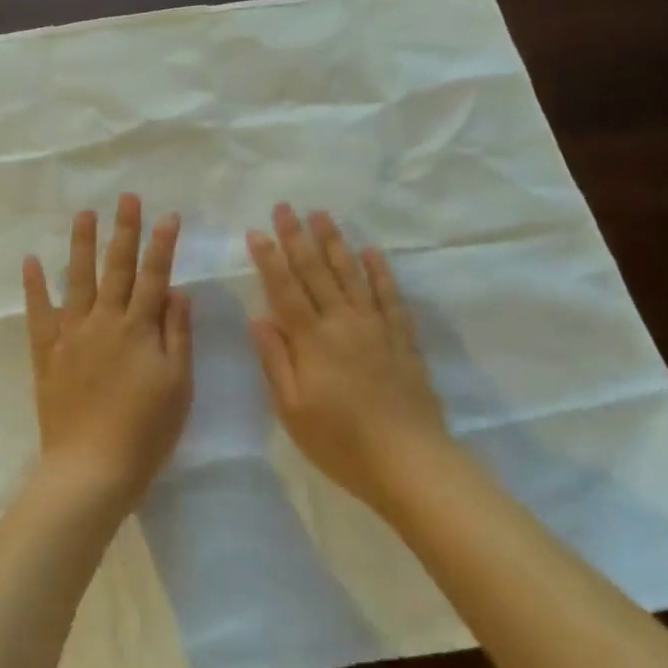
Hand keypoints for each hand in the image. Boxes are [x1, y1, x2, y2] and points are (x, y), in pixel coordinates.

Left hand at [23, 194, 192, 511]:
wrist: (92, 467)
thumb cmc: (146, 430)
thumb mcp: (178, 384)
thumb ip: (177, 333)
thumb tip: (176, 291)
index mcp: (139, 329)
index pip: (154, 276)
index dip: (162, 245)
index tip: (168, 215)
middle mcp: (104, 322)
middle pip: (116, 268)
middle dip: (124, 231)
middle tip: (127, 197)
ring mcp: (72, 335)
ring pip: (77, 280)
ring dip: (82, 245)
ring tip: (85, 214)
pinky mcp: (48, 353)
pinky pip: (39, 313)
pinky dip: (34, 286)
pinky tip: (31, 261)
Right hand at [247, 203, 455, 512]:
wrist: (409, 461)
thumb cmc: (341, 443)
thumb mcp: (292, 410)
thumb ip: (276, 361)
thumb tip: (259, 318)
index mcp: (312, 341)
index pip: (285, 290)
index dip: (269, 259)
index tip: (257, 231)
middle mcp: (343, 323)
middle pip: (317, 272)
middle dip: (297, 237)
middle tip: (285, 206)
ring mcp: (376, 327)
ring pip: (352, 274)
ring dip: (335, 242)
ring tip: (322, 215)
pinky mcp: (402, 338)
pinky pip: (390, 296)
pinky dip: (380, 271)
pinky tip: (371, 251)